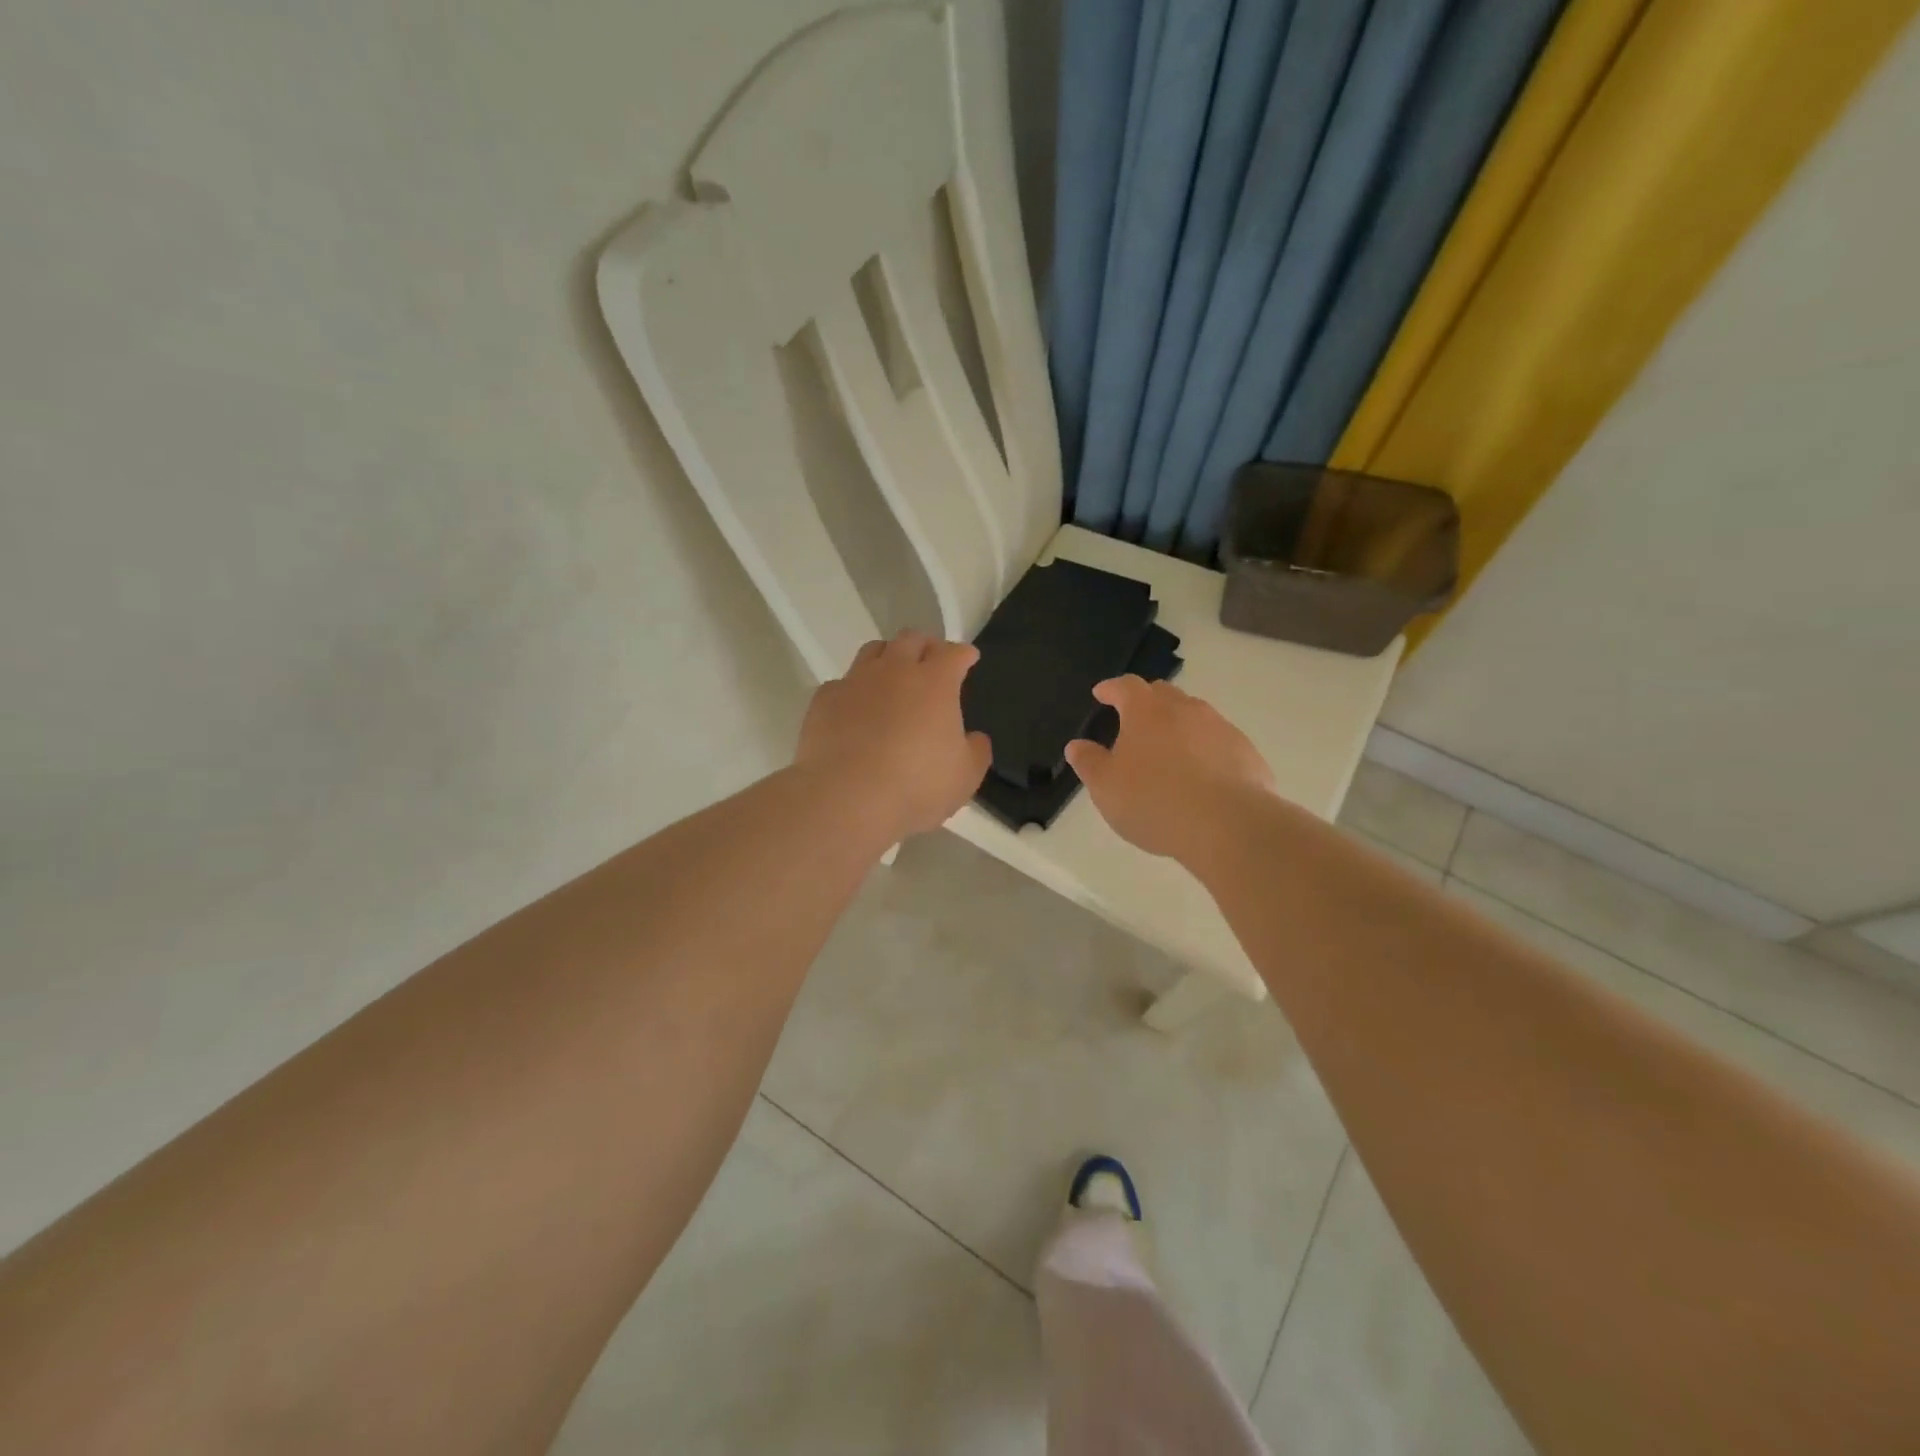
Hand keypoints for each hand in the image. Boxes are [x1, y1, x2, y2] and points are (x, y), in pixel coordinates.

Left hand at [796, 631, 992, 841]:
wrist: (846, 797)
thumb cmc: (916, 785)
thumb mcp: (965, 776)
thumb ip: (976, 751)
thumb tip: (974, 738)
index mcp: (935, 682)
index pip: (954, 653)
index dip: (963, 654)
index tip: (968, 658)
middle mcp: (894, 671)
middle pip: (911, 639)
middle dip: (925, 645)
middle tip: (931, 659)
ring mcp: (855, 681)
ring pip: (873, 651)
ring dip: (888, 656)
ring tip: (892, 674)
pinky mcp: (824, 700)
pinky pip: (842, 683)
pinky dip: (854, 689)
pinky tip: (855, 707)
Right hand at [1065, 676, 1274, 863]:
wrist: (1227, 824)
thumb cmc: (1154, 801)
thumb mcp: (1106, 788)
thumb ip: (1089, 763)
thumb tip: (1077, 746)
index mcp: (1146, 711)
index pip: (1125, 686)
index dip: (1111, 688)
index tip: (1101, 693)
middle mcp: (1185, 709)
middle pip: (1163, 693)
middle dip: (1146, 702)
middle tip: (1134, 721)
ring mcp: (1220, 728)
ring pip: (1195, 716)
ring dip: (1178, 726)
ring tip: (1169, 752)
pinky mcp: (1246, 752)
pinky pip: (1219, 742)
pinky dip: (1205, 750)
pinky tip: (1202, 777)